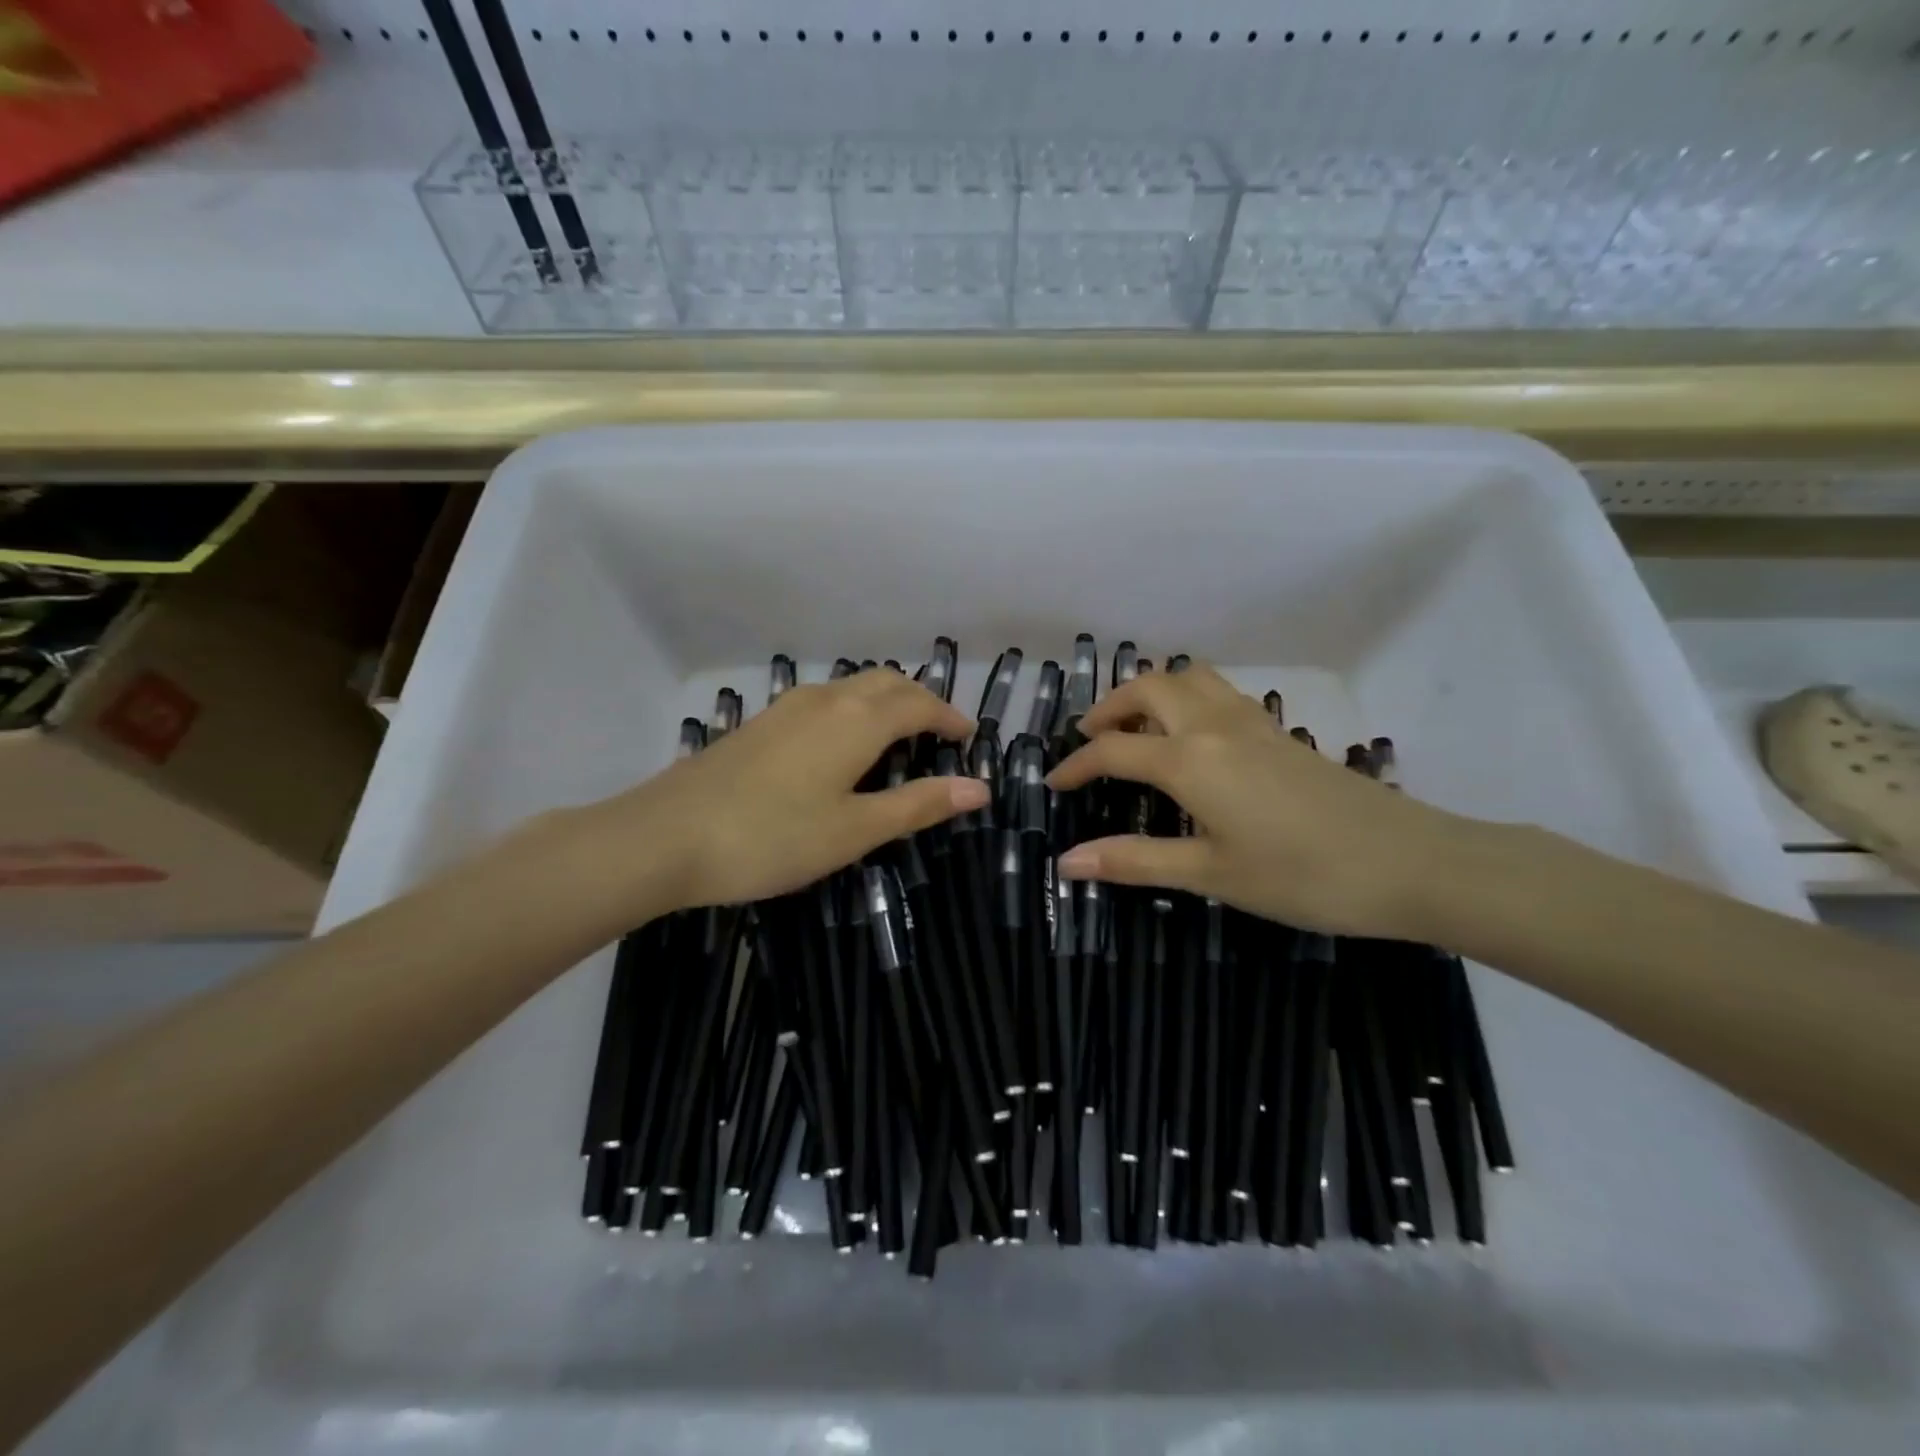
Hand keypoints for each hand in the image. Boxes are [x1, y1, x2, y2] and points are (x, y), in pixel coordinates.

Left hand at [577, 671, 985, 915]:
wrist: (664, 836)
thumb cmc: (772, 837)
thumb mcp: (855, 830)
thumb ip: (918, 804)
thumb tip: (980, 788)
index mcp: (858, 720)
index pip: (920, 704)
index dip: (950, 718)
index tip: (969, 739)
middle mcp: (826, 699)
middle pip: (887, 683)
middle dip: (921, 702)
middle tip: (939, 736)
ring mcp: (788, 707)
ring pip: (853, 688)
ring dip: (886, 702)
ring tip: (899, 739)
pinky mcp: (762, 723)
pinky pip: (825, 700)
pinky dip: (854, 711)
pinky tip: (842, 746)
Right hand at [1047, 663, 1475, 938]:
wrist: (1410, 863)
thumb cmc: (1302, 876)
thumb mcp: (1210, 873)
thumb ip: (1134, 860)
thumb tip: (1066, 861)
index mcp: (1189, 759)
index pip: (1112, 749)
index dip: (1076, 766)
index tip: (1053, 785)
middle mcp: (1214, 725)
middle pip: (1147, 687)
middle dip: (1109, 708)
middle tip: (1090, 741)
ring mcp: (1252, 722)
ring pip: (1188, 678)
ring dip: (1151, 693)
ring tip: (1136, 730)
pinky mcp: (1280, 731)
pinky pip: (1219, 692)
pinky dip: (1188, 698)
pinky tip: (1193, 738)